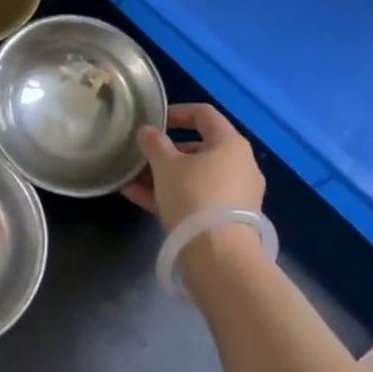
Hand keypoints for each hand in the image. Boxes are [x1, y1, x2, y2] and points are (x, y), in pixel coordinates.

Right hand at [123, 103, 265, 231]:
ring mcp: (237, 194)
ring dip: (164, 175)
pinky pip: (197, 198)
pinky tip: (138, 197)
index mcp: (230, 143)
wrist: (220, 258)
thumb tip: (146, 130)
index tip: (154, 119)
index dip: (177, 112)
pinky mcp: (229, 220)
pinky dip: (172, 195)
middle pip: (199, 148)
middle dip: (167, 151)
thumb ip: (154, 143)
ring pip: (195, 176)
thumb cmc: (194, 197)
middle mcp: (240, 164)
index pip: (204, 114)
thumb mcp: (166, 166)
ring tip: (132, 178)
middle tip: (142, 155)